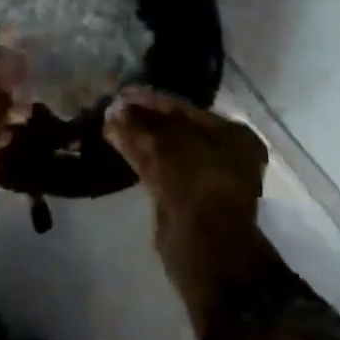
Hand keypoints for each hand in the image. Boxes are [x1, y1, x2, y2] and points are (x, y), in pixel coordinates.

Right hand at [104, 86, 270, 334]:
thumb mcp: (165, 143)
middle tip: (112, 108)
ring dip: (138, 137)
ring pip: (165, 150)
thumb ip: (139, 123)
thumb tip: (115, 108)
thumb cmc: (195, 182)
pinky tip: (117, 144)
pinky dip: (140, 157)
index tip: (121, 93)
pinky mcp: (188, 202)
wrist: (205, 246)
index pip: (183, 107)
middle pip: (175, 128)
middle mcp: (225, 153)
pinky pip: (160, 170)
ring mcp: (207, 180)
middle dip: (143, 119)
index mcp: (231, 133)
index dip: (150, 99)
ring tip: (108, 124)